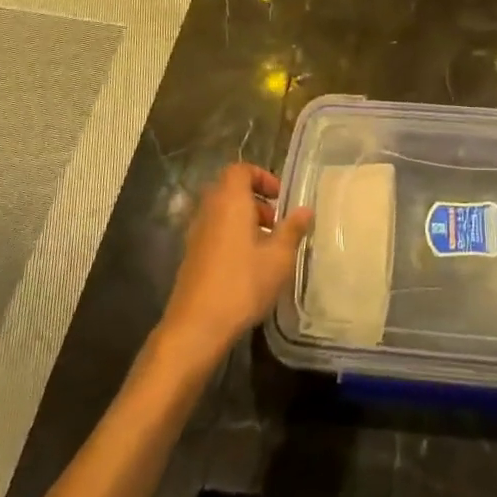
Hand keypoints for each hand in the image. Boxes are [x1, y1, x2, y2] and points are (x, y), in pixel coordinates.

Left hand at [156, 164, 313, 374]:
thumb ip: (293, 230)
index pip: (240, 170)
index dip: (261, 177)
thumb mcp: (279, 257)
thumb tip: (306, 210)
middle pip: (230, 190)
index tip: (280, 197)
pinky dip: (231, 238)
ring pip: (222, 213)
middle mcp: (209, 211)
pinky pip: (214, 233)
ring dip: (244, 221)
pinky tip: (248, 267)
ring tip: (267, 247)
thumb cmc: (242, 283)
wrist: (196, 327)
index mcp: (230, 201)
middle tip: (277, 223)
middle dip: (256, 201)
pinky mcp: (191, 257)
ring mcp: (196, 234)